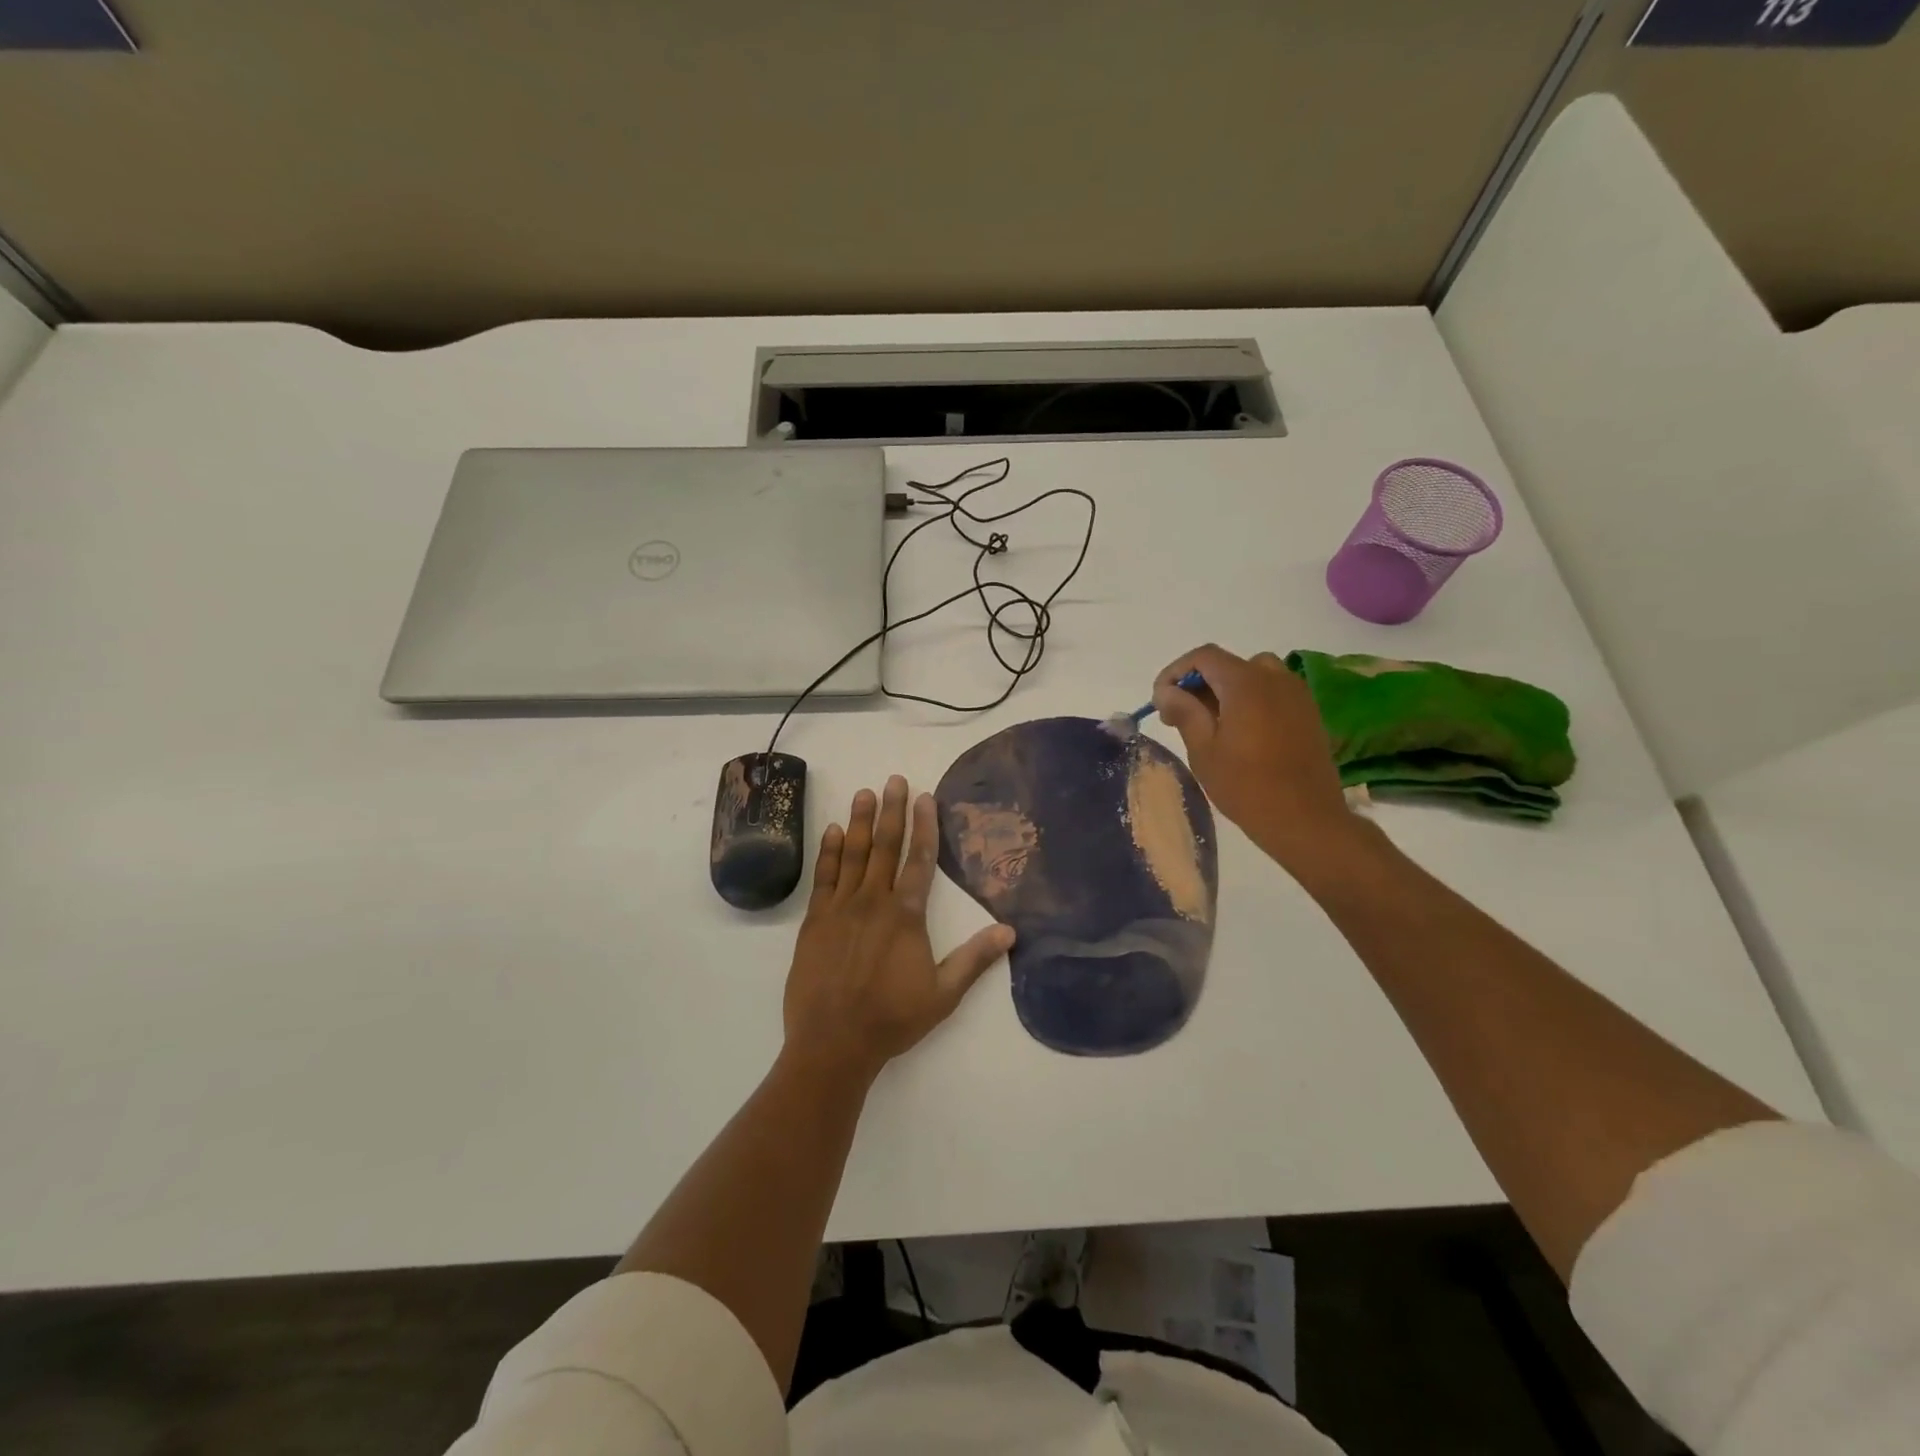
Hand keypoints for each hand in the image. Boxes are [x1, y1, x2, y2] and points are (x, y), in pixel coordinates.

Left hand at [783, 775, 1014, 1083]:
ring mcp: (841, 908)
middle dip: (891, 811)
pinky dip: (829, 852)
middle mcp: (873, 902)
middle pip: (885, 847)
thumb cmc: (892, 1019)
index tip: (925, 797)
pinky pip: (824, 877)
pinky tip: (832, 831)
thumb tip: (1010, 931)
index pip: (920, 860)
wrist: (833, 1043)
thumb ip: (975, 960)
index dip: (924, 826)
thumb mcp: (943, 995)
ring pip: (852, 854)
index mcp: (906, 916)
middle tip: (893, 779)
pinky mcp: (815, 921)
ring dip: (859, 822)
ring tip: (864, 793)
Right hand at [1152, 644, 1360, 876]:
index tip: (1161, 700)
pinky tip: (1240, 732)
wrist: (1305, 819)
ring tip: (1210, 723)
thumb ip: (1184, 711)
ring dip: (1225, 690)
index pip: (1203, 656)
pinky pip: (1272, 692)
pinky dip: (1250, 700)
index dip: (1176, 672)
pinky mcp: (1308, 713)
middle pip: (1228, 664)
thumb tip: (1166, 691)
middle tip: (1179, 716)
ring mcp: (1296, 694)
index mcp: (1246, 682)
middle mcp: (1275, 678)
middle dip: (1198, 683)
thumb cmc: (1246, 785)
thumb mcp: (1203, 749)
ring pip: (1252, 675)